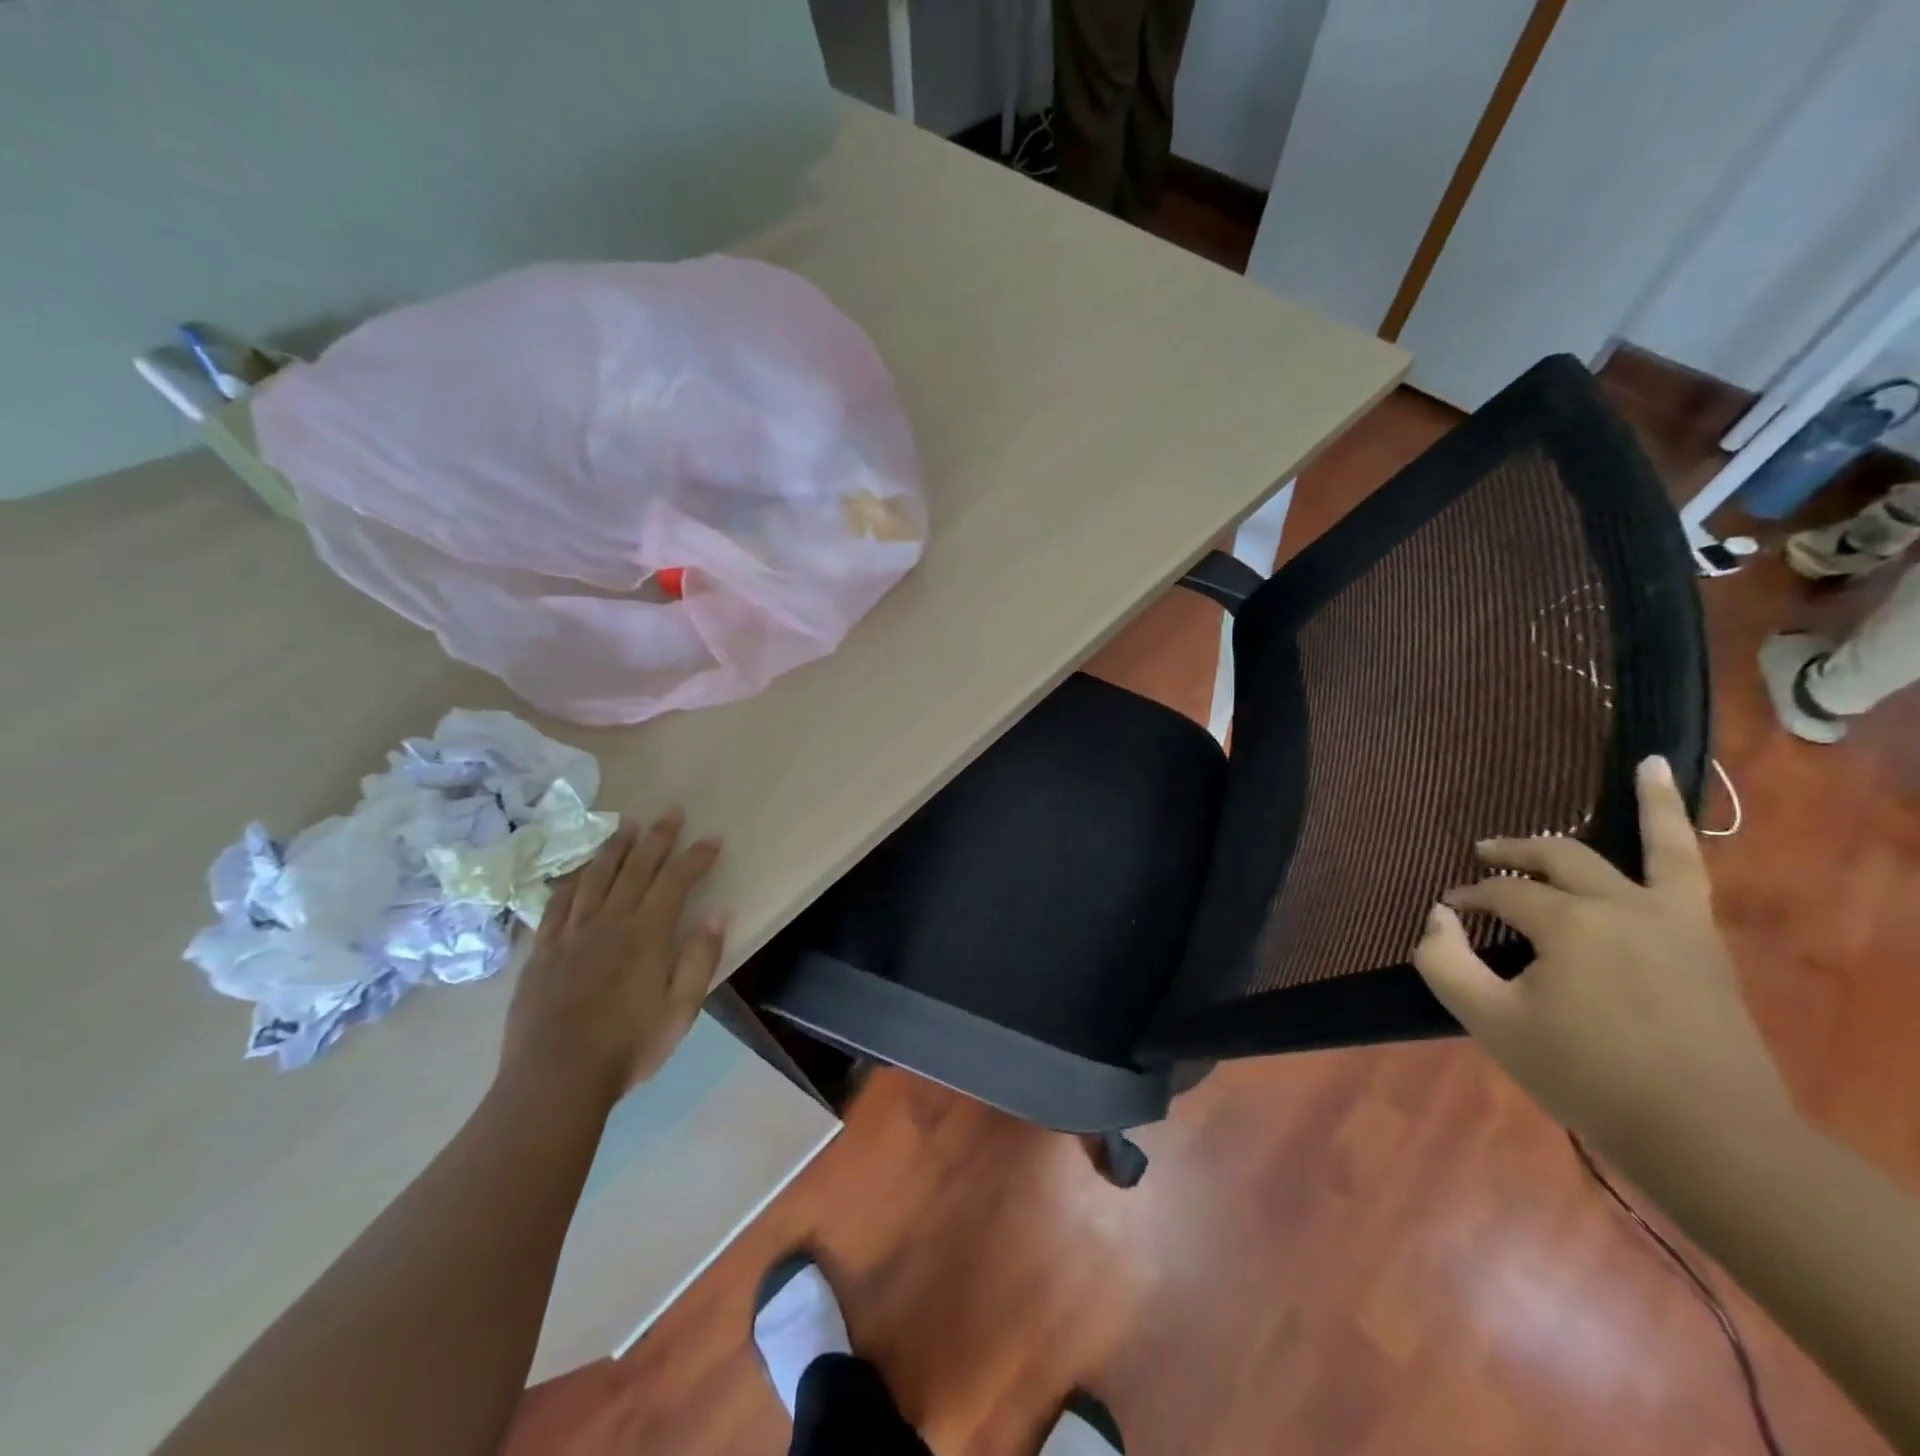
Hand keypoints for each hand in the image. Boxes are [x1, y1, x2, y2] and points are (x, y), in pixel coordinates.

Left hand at [499, 810, 725, 1104]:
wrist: (555, 1080)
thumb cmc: (629, 1047)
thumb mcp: (682, 1009)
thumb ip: (700, 957)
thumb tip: (718, 911)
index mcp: (646, 934)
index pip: (676, 881)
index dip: (696, 857)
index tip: (712, 838)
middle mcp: (609, 922)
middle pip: (636, 868)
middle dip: (657, 837)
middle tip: (670, 811)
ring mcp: (571, 934)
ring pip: (595, 877)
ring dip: (614, 847)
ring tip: (627, 825)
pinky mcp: (542, 951)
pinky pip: (557, 903)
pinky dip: (572, 879)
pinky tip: (578, 870)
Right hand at [1412, 756, 1793, 1154]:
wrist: (1706, 1137)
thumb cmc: (1586, 1074)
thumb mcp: (1490, 1021)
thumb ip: (1444, 962)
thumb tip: (1436, 918)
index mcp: (1568, 923)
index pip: (1501, 895)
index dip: (1467, 901)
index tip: (1447, 919)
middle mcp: (1621, 905)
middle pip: (1557, 859)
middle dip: (1512, 855)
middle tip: (1481, 855)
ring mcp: (1672, 919)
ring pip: (1650, 847)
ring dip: (1640, 806)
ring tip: (1642, 766)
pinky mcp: (1702, 940)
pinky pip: (1691, 872)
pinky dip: (1683, 831)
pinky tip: (1685, 803)